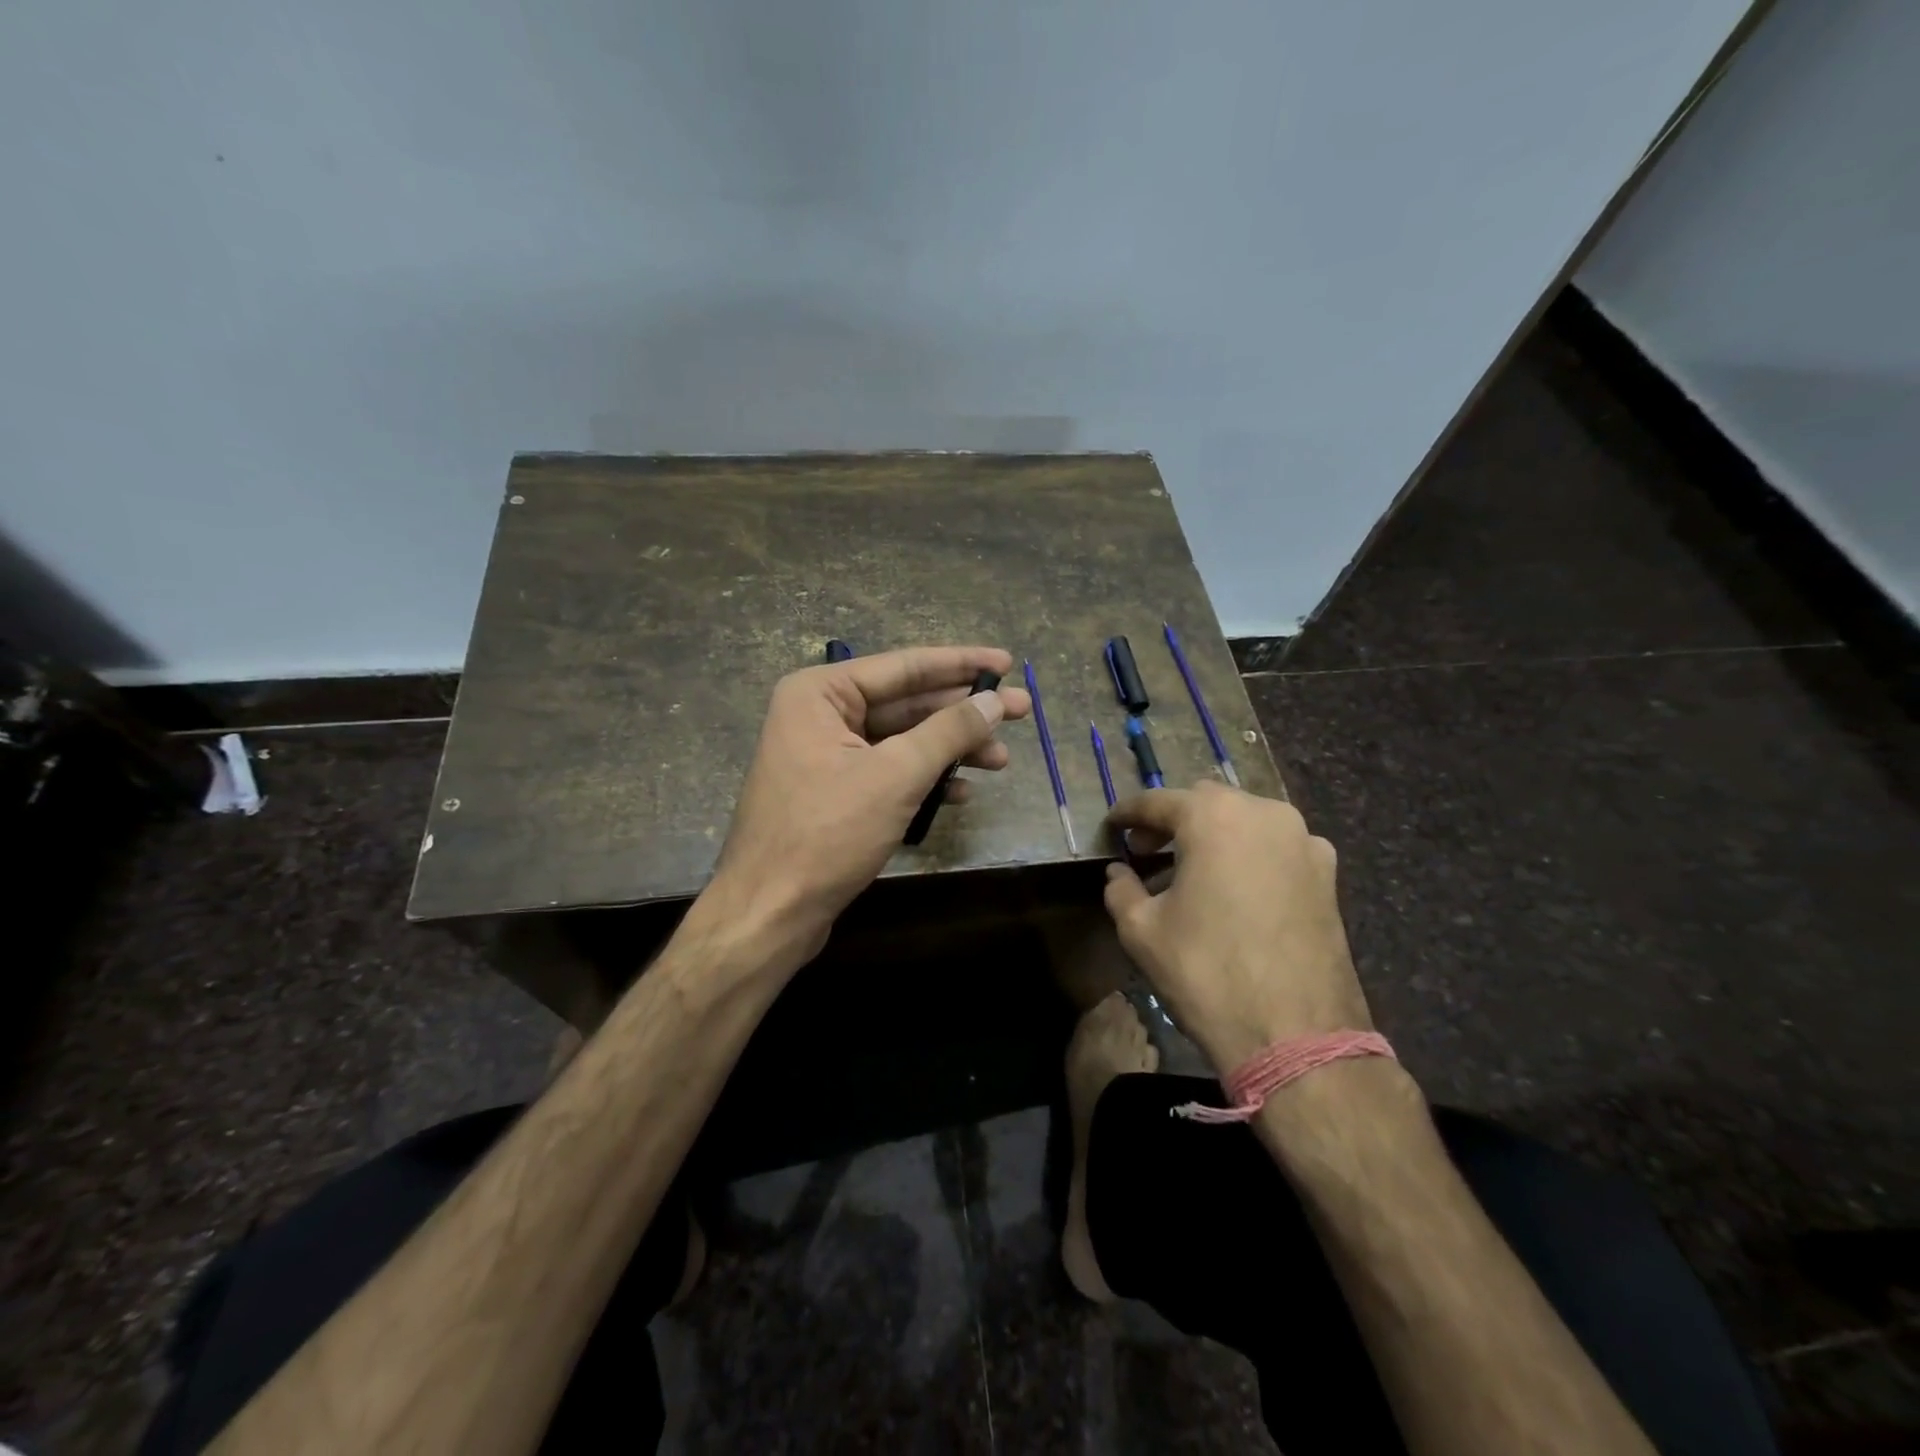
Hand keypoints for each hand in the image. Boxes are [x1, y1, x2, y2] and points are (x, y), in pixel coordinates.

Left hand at [704, 646, 1031, 975]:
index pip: (904, 667)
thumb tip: (996, 700)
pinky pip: (888, 772)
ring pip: (901, 741)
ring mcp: (824, 756)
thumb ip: (949, 731)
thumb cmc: (827, 834)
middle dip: (962, 713)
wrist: (769, 913)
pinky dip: (924, 780)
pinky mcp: (834, 794)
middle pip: (906, 703)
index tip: (1007, 662)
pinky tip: (960, 793)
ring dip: (950, 750)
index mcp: (820, 693)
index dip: (960, 664)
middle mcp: (819, 715)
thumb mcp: (896, 775)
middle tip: (1020, 713)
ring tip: (999, 761)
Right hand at [1103, 783, 1369, 1071]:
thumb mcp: (1141, 930)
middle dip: (1172, 821)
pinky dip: (1249, 855)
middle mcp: (1264, 814)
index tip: (1111, 827)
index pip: (1157, 802)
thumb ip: (1121, 889)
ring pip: (1245, 821)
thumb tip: (1119, 873)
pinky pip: (1276, 847)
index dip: (1128, 814)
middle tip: (1146, 851)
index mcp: (1213, 817)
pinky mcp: (1327, 874)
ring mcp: (1303, 842)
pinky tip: (1235, 890)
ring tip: (1190, 872)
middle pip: (1205, 802)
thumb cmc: (1206, 972)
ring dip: (1213, 835)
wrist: (1296, 1036)